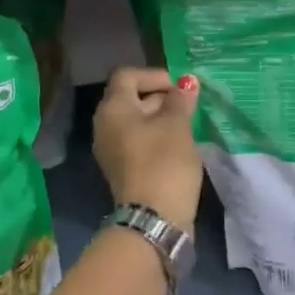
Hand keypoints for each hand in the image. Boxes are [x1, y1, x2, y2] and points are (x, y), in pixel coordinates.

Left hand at [93, 68, 203, 232]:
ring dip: (161, 119)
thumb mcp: (177, 126)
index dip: (154, 75)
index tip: (180, 89)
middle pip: (130, 98)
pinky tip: (179, 146)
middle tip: (189, 106)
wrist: (153, 218)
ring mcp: (111, 150)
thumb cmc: (164, 163)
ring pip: (136, 122)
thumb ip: (180, 101)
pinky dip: (156, 137)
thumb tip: (186, 84)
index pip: (127, 76)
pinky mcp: (123, 169)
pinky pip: (138, 142)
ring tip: (188, 125)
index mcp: (112, 109)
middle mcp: (105, 126)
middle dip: (161, 97)